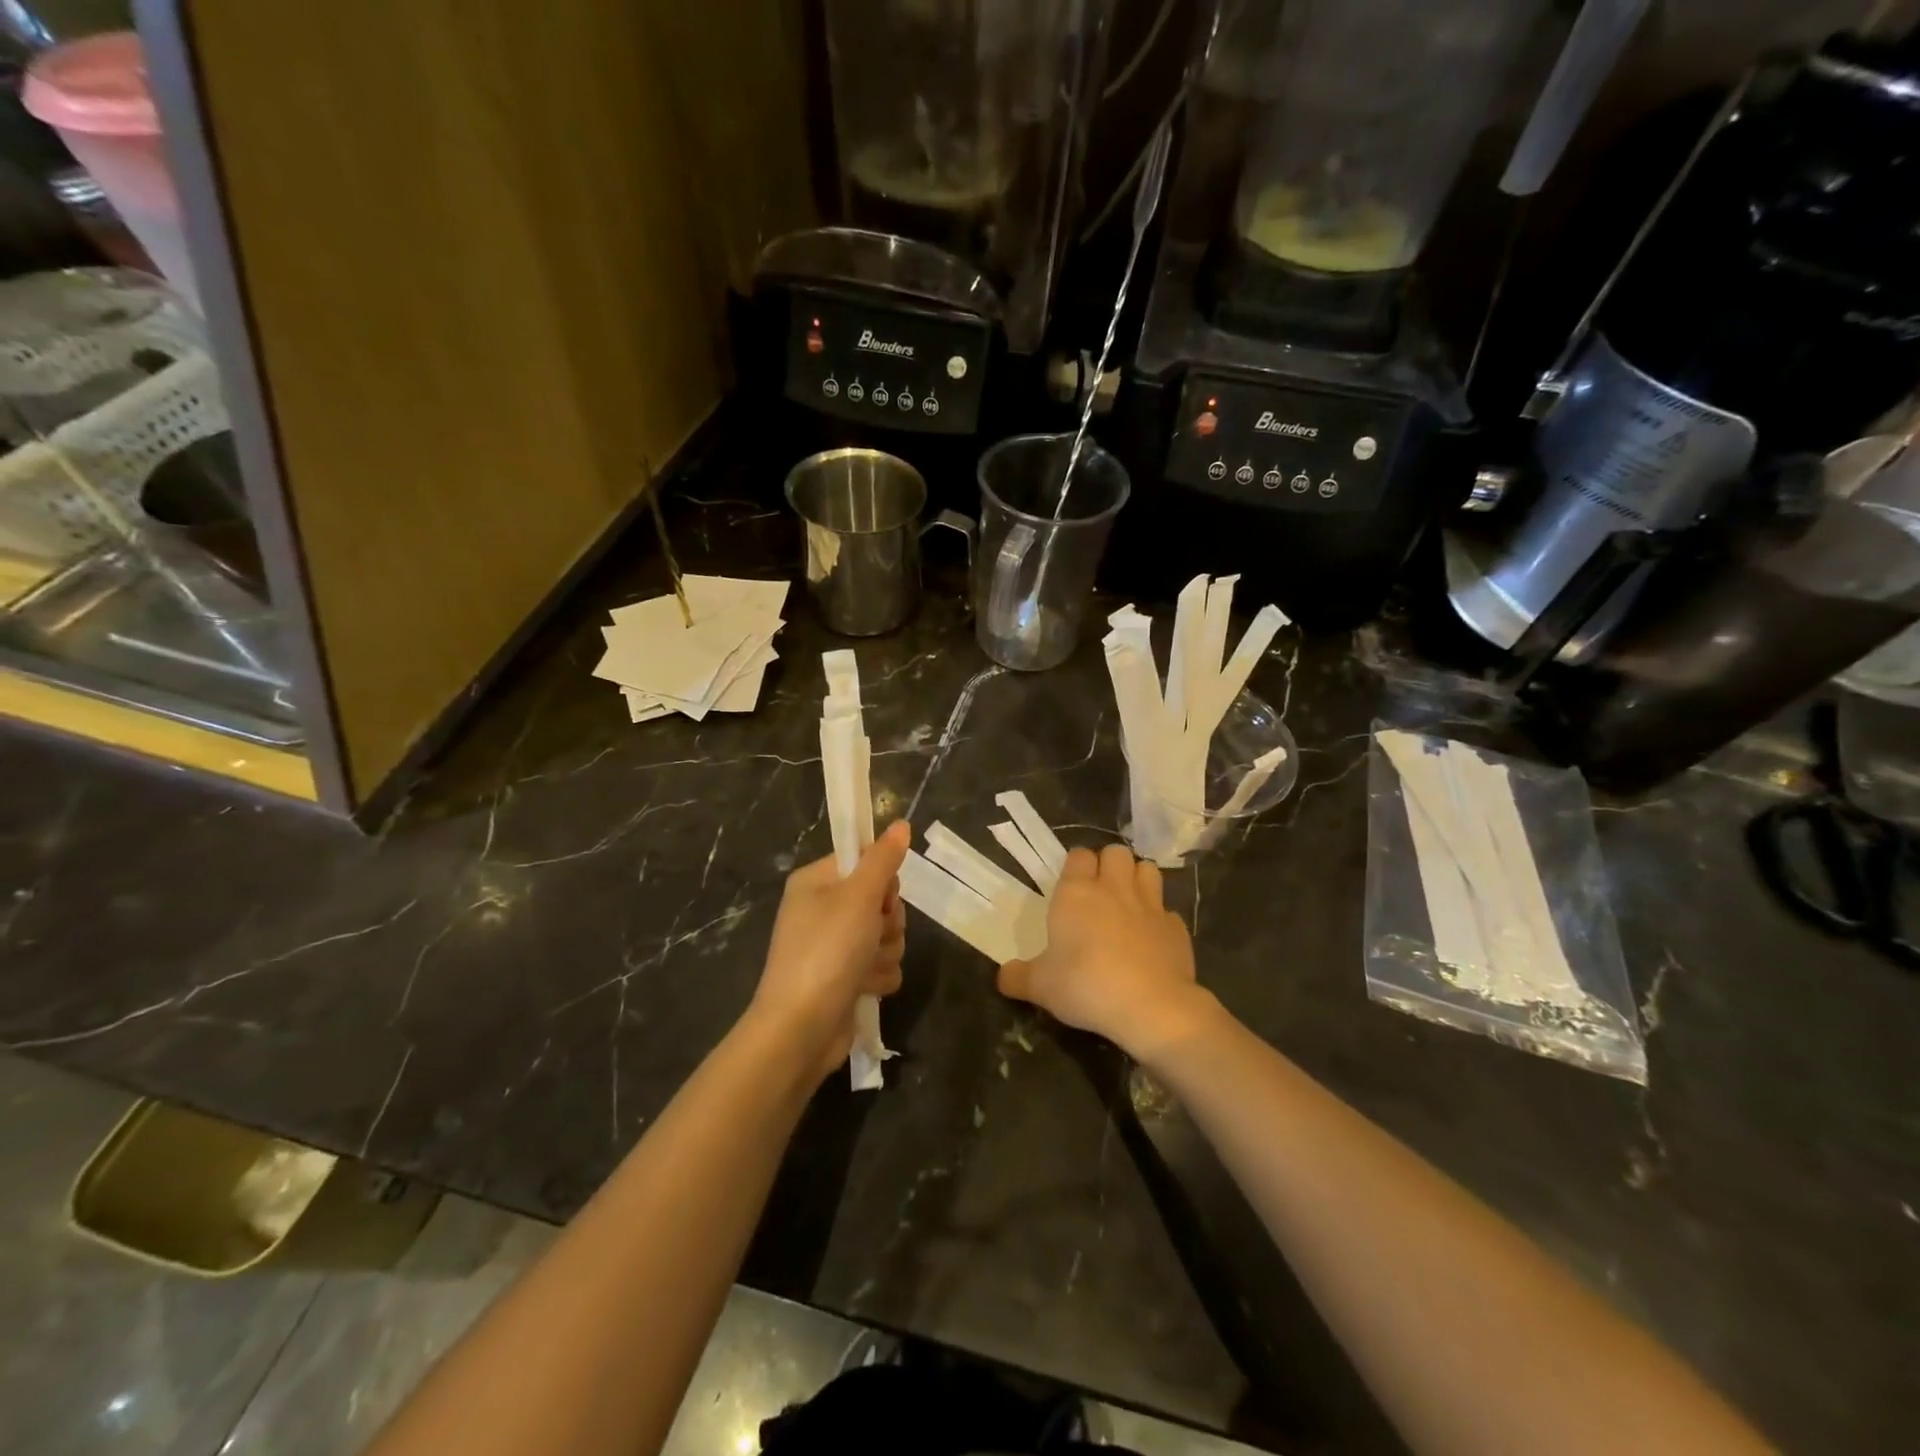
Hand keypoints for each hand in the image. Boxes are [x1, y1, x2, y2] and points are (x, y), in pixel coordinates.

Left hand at [746, 820, 910, 1083]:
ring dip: (885, 952)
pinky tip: (864, 989)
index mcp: (816, 882)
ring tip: (865, 968)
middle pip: (880, 900)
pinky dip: (878, 977)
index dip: (882, 879)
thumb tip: (901, 824)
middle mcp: (823, 910)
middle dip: (888, 921)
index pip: (864, 861)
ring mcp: (833, 947)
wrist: (801, 1029)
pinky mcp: (845, 978)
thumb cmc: (827, 952)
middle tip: (872, 934)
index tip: (882, 896)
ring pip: (886, 935)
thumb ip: (883, 860)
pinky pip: (881, 965)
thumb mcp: (859, 897)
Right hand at [998, 844, 1215, 1063]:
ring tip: (1128, 903)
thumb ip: (1018, 977)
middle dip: (1109, 864)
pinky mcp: (1177, 927)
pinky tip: (1151, 939)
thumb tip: (1002, 976)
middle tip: (1099, 891)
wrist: (1151, 1007)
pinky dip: (1159, 919)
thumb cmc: (1086, 985)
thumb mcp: (1040, 986)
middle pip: (1116, 852)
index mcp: (1076, 893)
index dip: (1075, 866)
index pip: (1078, 855)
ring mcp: (1150, 905)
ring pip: (1148, 869)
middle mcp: (1114, 889)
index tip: (1070, 886)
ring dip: (1138, 879)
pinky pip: (1167, 911)